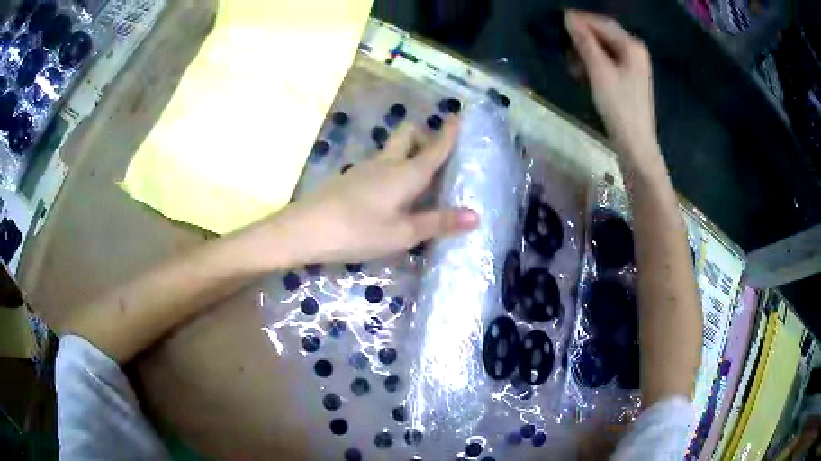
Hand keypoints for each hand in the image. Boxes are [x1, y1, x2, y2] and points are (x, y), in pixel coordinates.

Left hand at [282, 116, 478, 264]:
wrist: (305, 229)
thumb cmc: (358, 230)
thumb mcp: (403, 233)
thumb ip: (438, 223)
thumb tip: (476, 216)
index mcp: (406, 173)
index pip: (434, 148)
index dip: (449, 133)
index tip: (459, 115)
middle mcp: (387, 163)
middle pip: (408, 135)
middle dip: (424, 136)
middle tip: (435, 154)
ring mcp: (365, 169)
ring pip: (392, 150)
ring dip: (407, 154)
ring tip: (419, 180)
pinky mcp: (350, 179)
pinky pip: (379, 165)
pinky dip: (392, 169)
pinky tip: (390, 195)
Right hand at [565, 10, 657, 159]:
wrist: (636, 144)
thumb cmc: (619, 107)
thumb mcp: (599, 71)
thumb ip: (585, 42)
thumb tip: (569, 18)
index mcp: (632, 46)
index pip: (602, 23)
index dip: (580, 20)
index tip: (558, 20)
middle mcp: (635, 51)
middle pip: (604, 34)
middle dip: (583, 38)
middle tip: (564, 46)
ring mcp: (634, 66)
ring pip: (604, 48)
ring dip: (586, 52)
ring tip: (572, 65)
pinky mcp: (629, 78)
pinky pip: (608, 62)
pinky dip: (594, 63)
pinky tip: (583, 73)